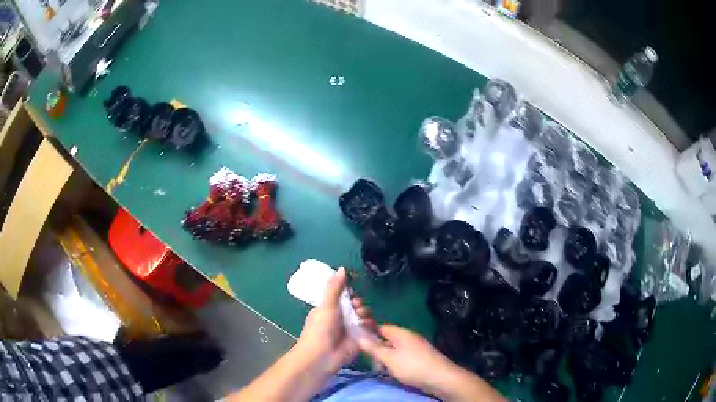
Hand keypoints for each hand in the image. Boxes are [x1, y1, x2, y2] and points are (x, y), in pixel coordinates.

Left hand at [295, 267, 375, 374]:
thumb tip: (342, 268)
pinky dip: (370, 325)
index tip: (351, 293)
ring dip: (365, 313)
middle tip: (356, 306)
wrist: (323, 355)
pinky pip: (369, 328)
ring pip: (364, 315)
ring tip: (361, 317)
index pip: (344, 297)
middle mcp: (341, 318)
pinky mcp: (360, 339)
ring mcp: (351, 329)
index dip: (350, 293)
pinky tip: (366, 325)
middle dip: (359, 304)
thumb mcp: (326, 305)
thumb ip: (335, 288)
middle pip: (356, 305)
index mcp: (330, 308)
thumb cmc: (320, 328)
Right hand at [358, 326, 505, 401]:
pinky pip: (402, 357)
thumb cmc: (412, 366)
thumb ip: (373, 348)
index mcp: (401, 333)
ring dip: (385, 359)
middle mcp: (408, 337)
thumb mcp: (389, 358)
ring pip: (394, 350)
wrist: (440, 377)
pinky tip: (392, 372)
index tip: (357, 343)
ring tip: (380, 369)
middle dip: (377, 349)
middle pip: (387, 339)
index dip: (368, 333)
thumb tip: (358, 336)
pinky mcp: (419, 358)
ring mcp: (415, 347)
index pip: (380, 327)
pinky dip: (395, 364)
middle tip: (370, 361)